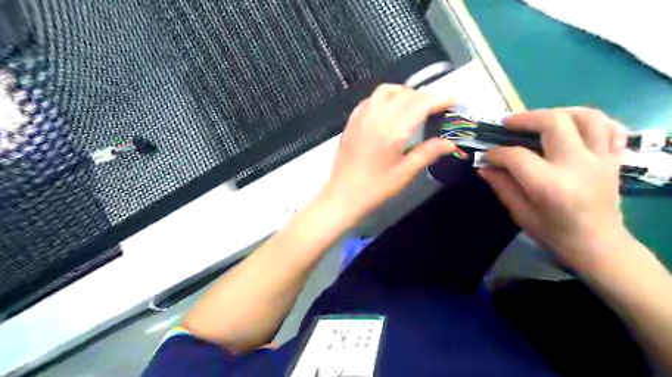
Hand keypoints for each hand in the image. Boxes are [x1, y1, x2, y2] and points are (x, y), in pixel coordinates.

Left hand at [319, 83, 453, 222]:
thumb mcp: (405, 173)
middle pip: (405, 95)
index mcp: (393, 130)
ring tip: (414, 105)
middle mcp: (377, 117)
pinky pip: (371, 100)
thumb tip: (450, 143)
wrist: (342, 195)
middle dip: (425, 96)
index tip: (454, 99)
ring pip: (386, 91)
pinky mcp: (352, 121)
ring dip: (404, 93)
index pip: (420, 104)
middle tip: (437, 107)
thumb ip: (428, 153)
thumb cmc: (376, 188)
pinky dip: (385, 98)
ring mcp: (362, 117)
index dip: (439, 98)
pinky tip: (389, 110)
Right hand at [484, 108, 630, 270]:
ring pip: (586, 116)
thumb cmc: (554, 233)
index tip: (486, 156)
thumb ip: (502, 186)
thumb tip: (484, 166)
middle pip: (553, 123)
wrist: (598, 245)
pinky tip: (572, 126)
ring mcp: (600, 159)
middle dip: (525, 119)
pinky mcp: (612, 158)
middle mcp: (577, 165)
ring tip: (540, 120)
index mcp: (550, 185)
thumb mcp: (520, 213)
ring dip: (558, 112)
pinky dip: (590, 120)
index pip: (517, 156)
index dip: (496, 153)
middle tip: (508, 124)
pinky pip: (608, 127)